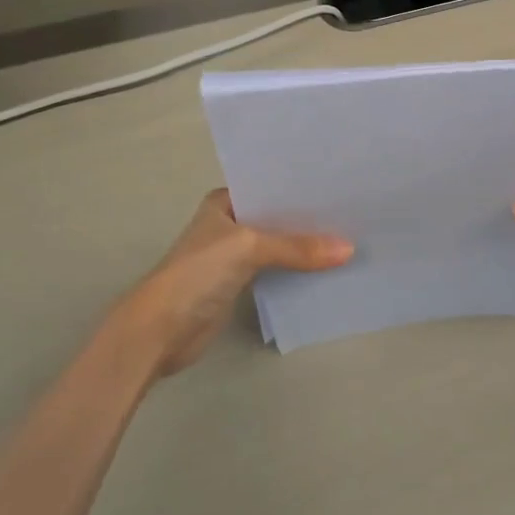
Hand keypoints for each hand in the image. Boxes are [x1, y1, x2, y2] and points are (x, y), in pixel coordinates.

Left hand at [104, 190, 352, 381]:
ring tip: (351, 237)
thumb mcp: (249, 248)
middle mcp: (230, 224)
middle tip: (354, 212)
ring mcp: (235, 256)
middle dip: (310, 218)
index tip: (340, 184)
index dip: (301, 188)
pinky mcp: (241, 284)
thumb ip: (297, 248)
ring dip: (307, 247)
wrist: (160, 330)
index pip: (269, 187)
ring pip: (280, 245)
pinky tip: (329, 268)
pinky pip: (278, 270)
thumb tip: (349, 250)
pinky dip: (299, 270)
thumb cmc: (197, 273)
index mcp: (224, 203)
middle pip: (278, 217)